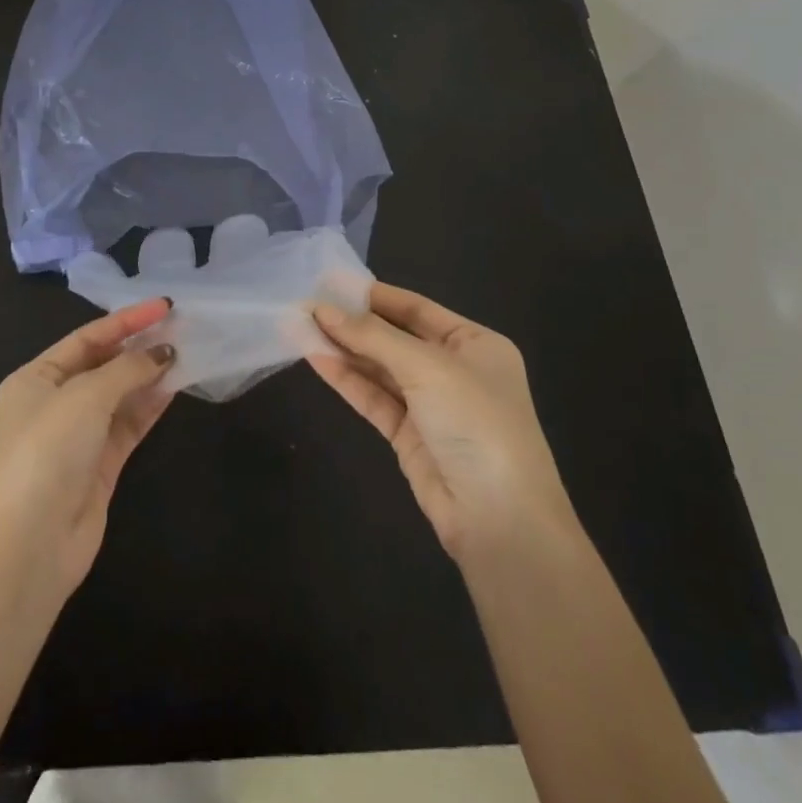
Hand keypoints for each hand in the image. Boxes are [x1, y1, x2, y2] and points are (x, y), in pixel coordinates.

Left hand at [0, 299, 176, 596]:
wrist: (29, 546)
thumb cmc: (47, 453)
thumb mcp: (84, 397)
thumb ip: (127, 369)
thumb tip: (164, 353)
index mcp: (35, 378)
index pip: (87, 338)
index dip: (126, 320)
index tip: (165, 306)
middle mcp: (54, 403)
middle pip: (104, 364)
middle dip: (139, 347)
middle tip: (181, 328)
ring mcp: (78, 436)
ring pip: (120, 395)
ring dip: (150, 375)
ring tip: (187, 352)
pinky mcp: (100, 466)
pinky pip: (129, 425)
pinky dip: (150, 405)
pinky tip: (176, 386)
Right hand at [312, 284, 575, 565]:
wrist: (501, 520)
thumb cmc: (476, 422)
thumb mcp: (427, 367)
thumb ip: (372, 337)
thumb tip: (322, 310)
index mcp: (475, 344)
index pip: (417, 309)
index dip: (374, 295)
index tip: (330, 282)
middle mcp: (454, 370)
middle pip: (394, 338)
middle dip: (352, 323)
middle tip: (306, 305)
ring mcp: (431, 405)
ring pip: (380, 368)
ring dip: (343, 349)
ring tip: (300, 327)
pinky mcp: (409, 436)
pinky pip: (374, 398)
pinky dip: (346, 379)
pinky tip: (315, 358)